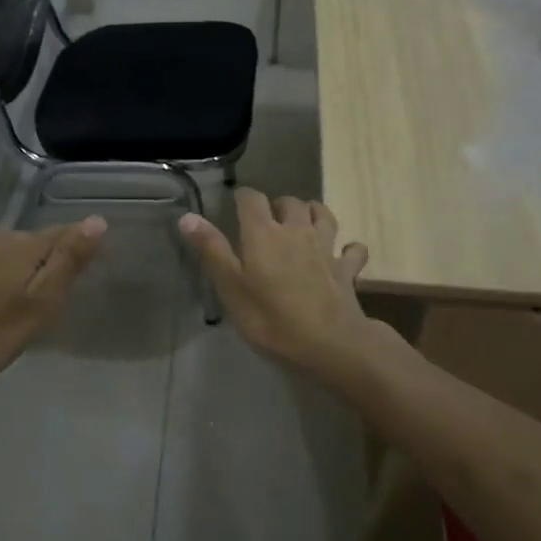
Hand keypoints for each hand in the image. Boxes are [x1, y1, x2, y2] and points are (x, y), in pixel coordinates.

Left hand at [0, 217, 107, 386]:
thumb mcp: (39, 304)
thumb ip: (67, 262)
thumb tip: (97, 220)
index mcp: (24, 244)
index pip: (64, 233)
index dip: (78, 249)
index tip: (85, 273)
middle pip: (37, 242)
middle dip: (47, 264)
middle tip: (48, 302)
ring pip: (10, 251)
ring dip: (20, 269)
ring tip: (18, 305)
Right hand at [178, 191, 371, 375]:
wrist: (330, 343)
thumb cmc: (271, 317)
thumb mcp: (230, 287)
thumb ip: (211, 249)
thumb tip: (188, 216)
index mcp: (264, 233)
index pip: (252, 199)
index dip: (242, 197)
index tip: (235, 204)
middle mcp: (297, 231)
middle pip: (290, 202)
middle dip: (278, 205)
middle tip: (268, 220)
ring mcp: (326, 248)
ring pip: (324, 215)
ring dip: (314, 214)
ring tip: (304, 223)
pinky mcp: (346, 270)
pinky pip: (353, 250)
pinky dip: (348, 248)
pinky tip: (342, 254)